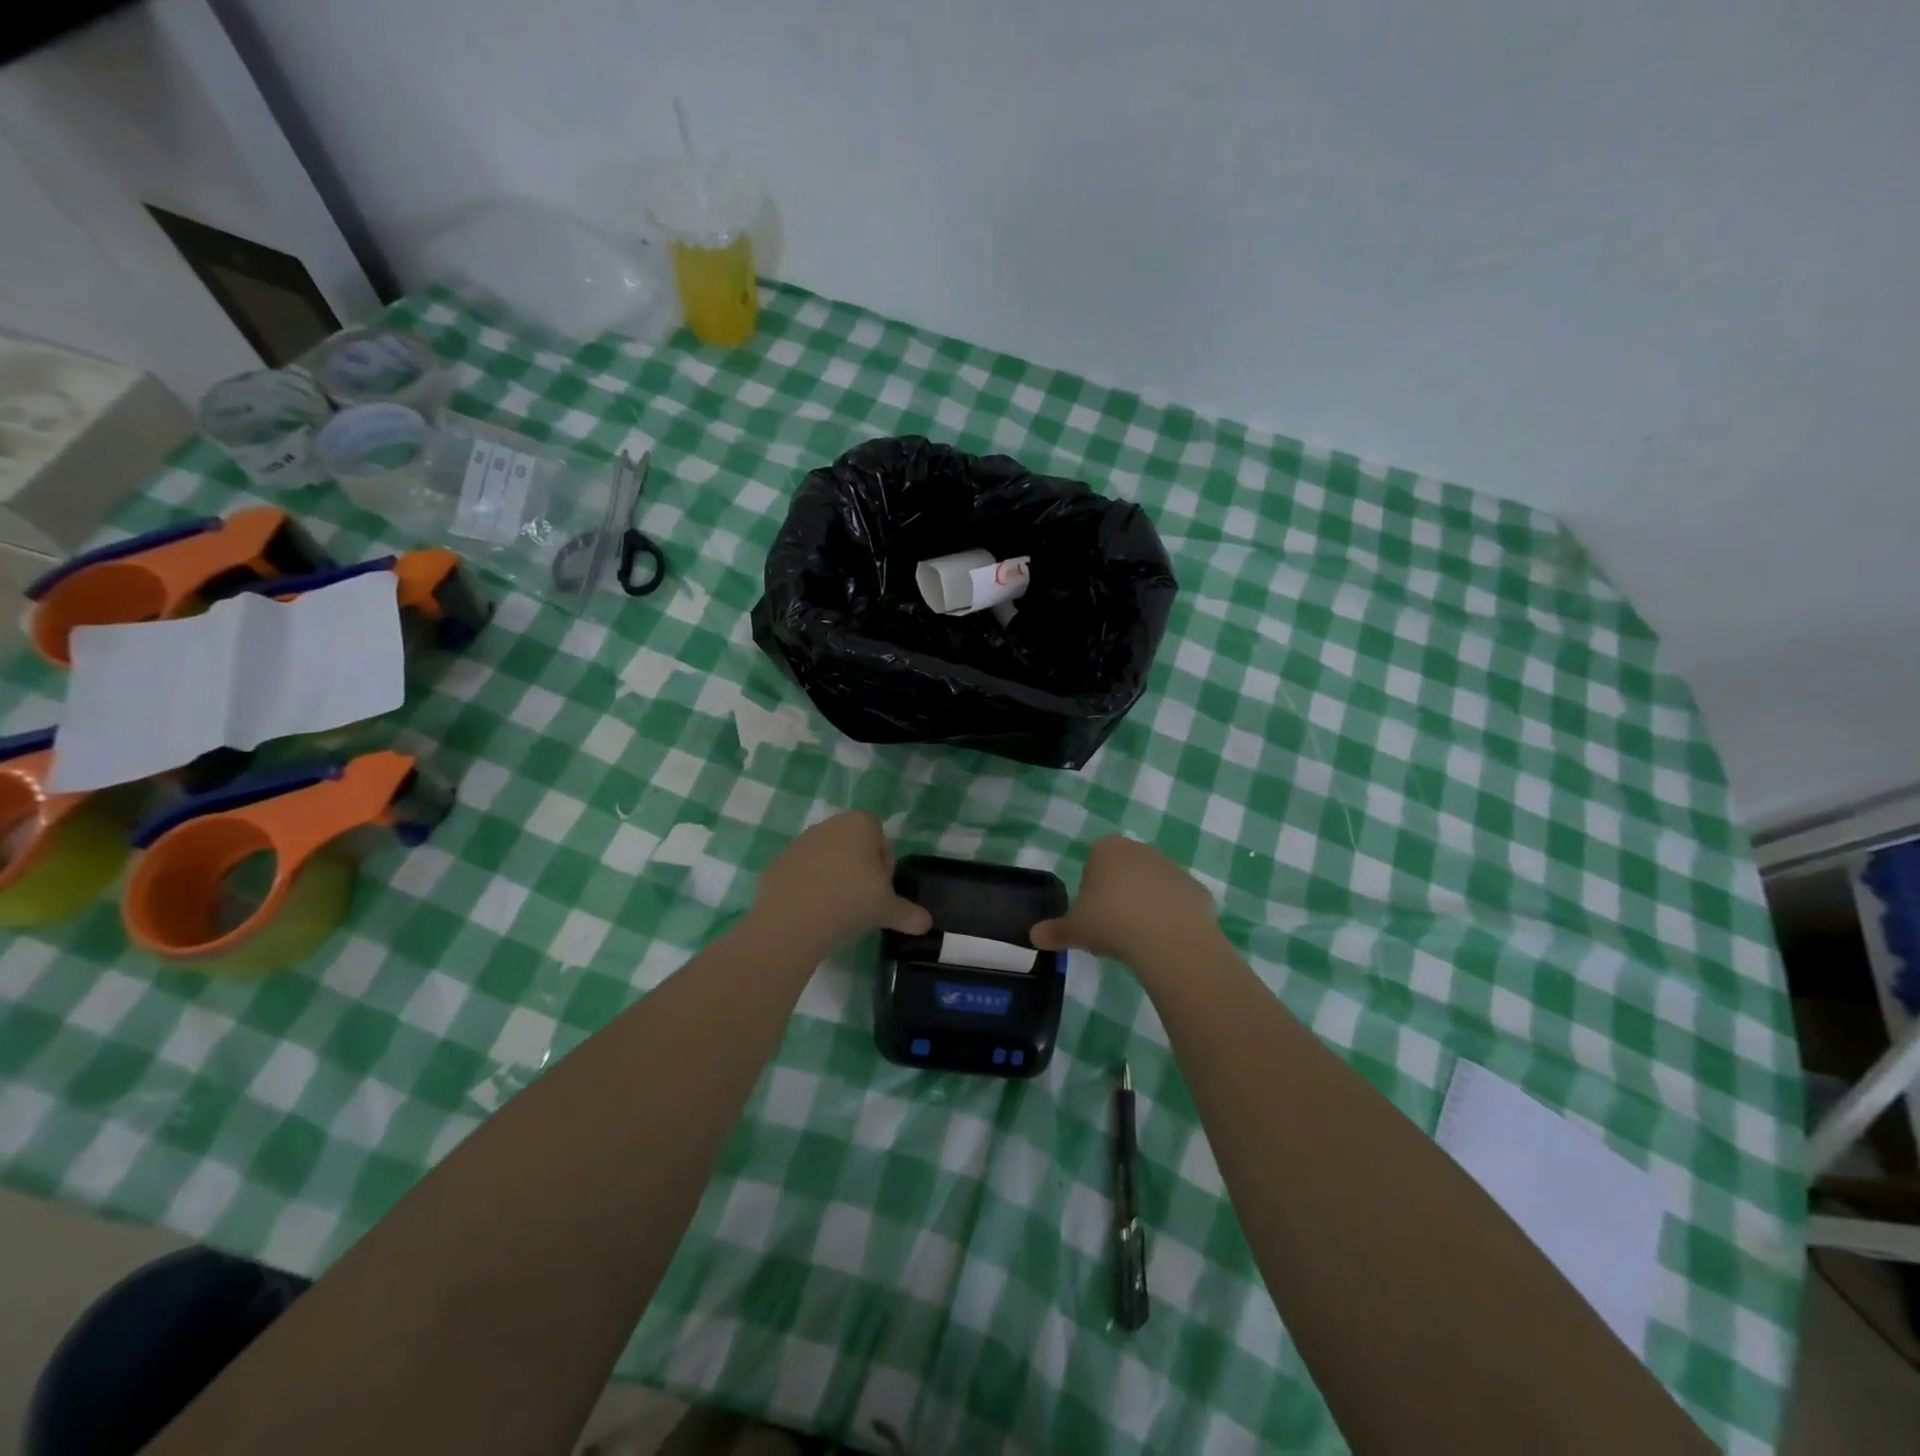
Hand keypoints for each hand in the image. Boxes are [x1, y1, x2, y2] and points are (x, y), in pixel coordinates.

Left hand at [749, 810, 931, 950]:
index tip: (882, 890)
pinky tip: (811, 913)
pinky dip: (808, 889)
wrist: (793, 918)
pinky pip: (801, 874)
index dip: (885, 865)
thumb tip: (926, 924)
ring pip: (826, 859)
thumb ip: (908, 914)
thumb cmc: (851, 900)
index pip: (881, 838)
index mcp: (859, 824)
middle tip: (862, 902)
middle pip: (853, 846)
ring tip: (836, 911)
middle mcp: (829, 825)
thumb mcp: (887, 909)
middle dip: (859, 870)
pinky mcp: (777, 863)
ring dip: (833, 878)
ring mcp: (799, 842)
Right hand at [1033, 835, 1221, 964]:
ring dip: (1144, 906)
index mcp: (1106, 849)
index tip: (1091, 915)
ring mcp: (1172, 867)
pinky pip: (1177, 903)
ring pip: (1151, 886)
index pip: (1092, 862)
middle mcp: (1140, 849)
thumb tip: (1034, 937)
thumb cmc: (1112, 922)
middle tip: (1111, 929)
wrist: (1170, 938)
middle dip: (1118, 895)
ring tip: (1138, 940)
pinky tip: (1164, 942)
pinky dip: (1170, 919)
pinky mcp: (1196, 889)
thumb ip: (1055, 931)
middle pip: (1123, 871)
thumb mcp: (1075, 929)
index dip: (1090, 889)